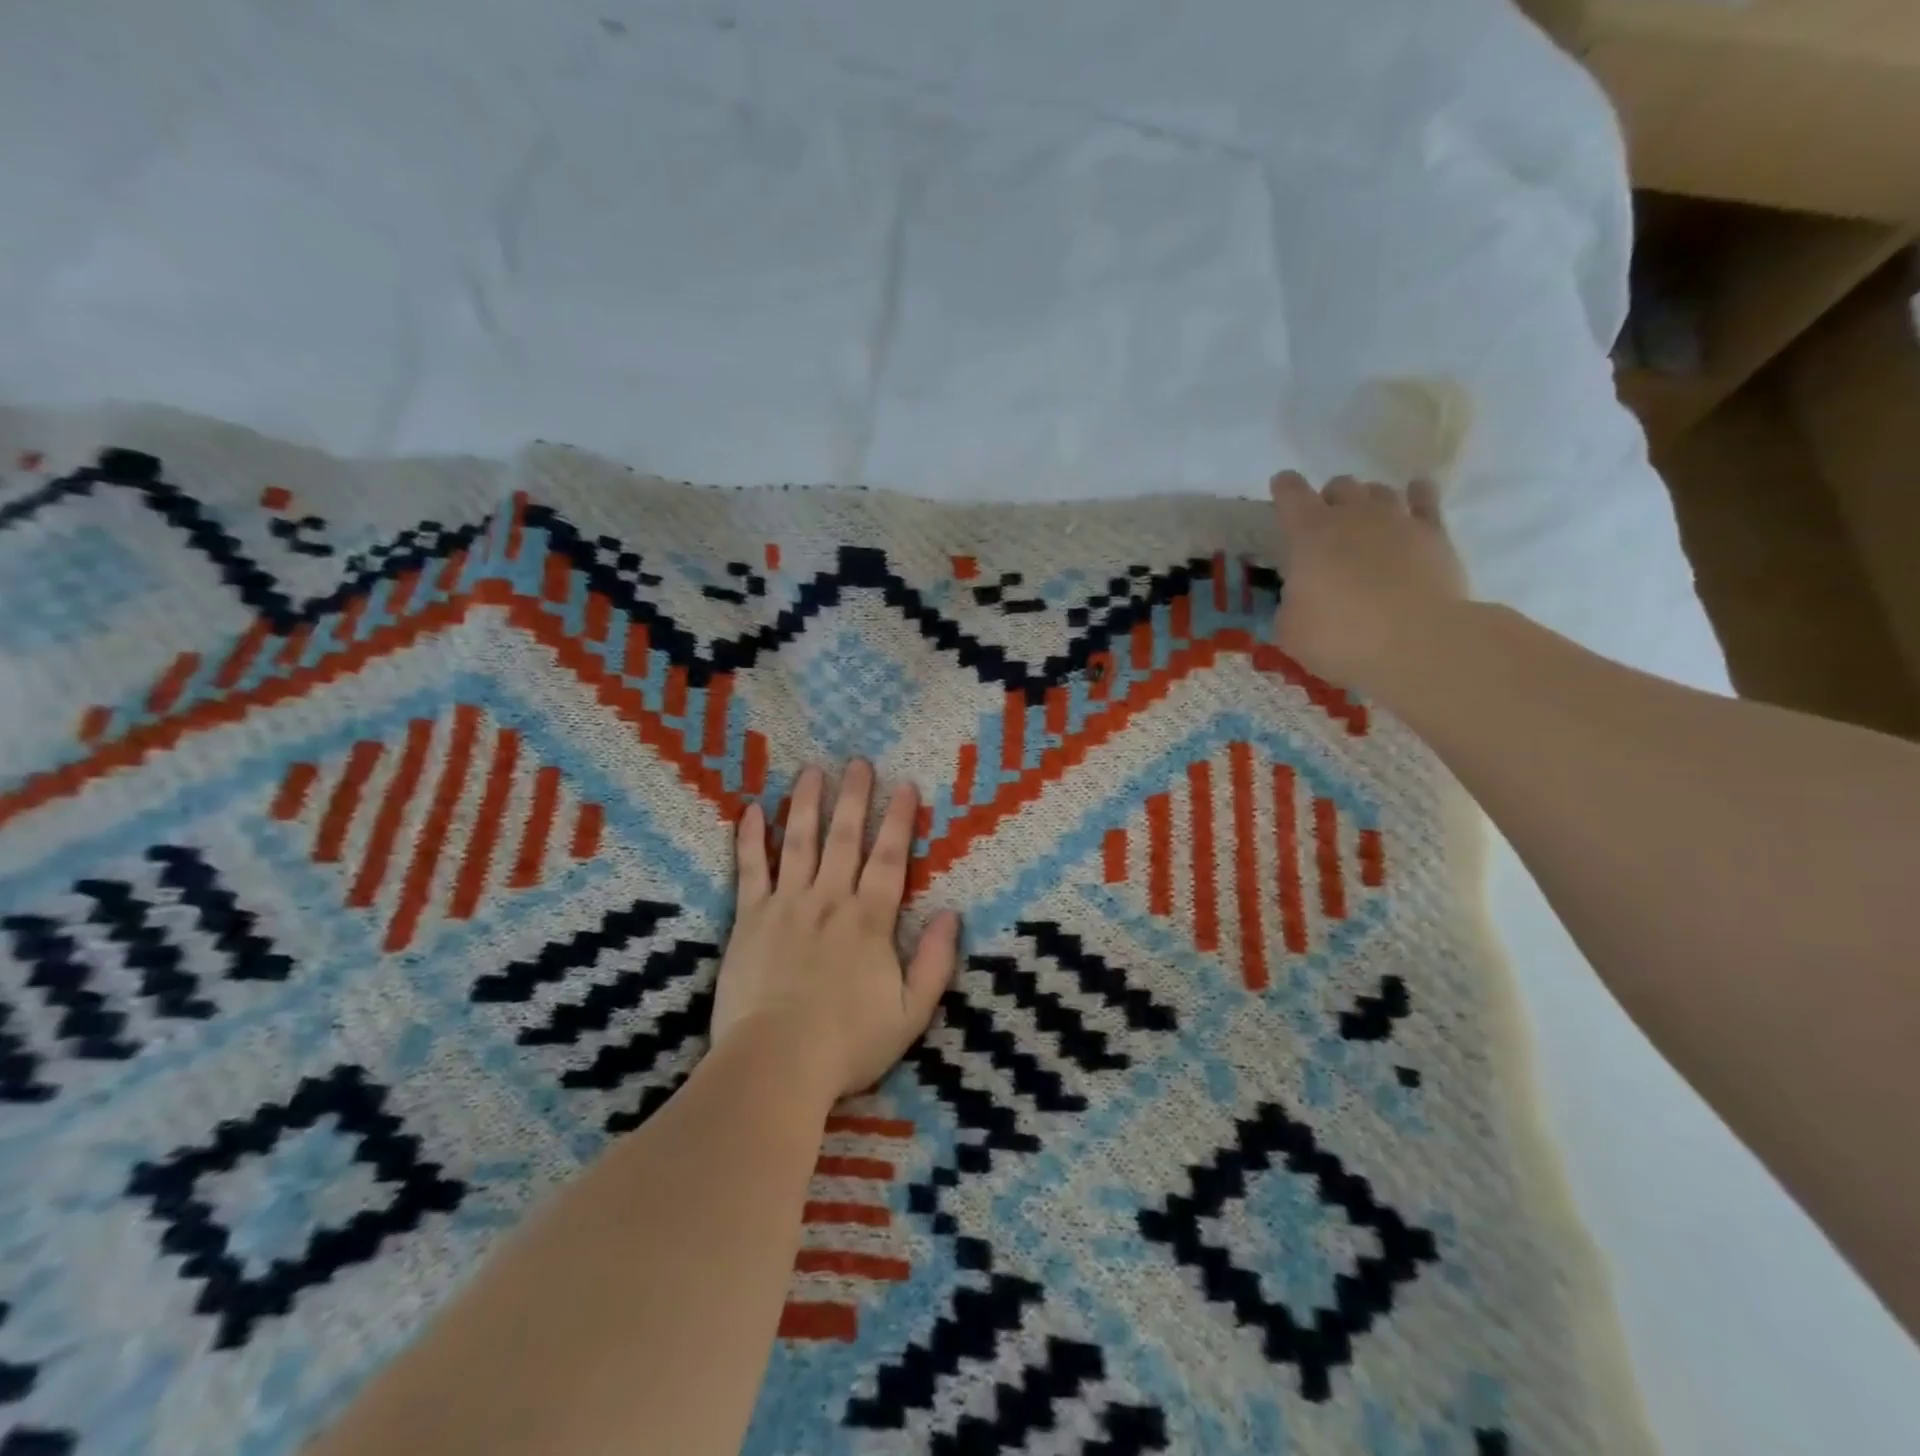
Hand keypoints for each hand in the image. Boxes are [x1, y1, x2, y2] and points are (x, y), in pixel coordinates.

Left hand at [712, 761, 960, 1102]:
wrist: (776, 1063)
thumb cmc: (848, 1044)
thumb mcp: (911, 1013)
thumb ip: (936, 962)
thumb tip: (952, 914)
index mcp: (870, 920)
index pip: (890, 858)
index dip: (899, 820)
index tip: (905, 786)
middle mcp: (830, 900)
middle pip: (844, 837)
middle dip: (854, 797)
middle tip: (858, 762)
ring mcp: (786, 905)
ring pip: (798, 841)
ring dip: (806, 803)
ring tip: (812, 771)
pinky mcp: (749, 919)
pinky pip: (750, 869)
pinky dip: (750, 838)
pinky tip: (752, 810)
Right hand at [1268, 471, 1467, 695]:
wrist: (1416, 643)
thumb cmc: (1339, 638)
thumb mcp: (1291, 630)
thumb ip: (1291, 604)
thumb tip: (1300, 599)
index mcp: (1308, 535)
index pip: (1290, 494)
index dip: (1284, 488)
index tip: (1281, 487)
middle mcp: (1353, 515)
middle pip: (1339, 486)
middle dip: (1329, 499)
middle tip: (1325, 524)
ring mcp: (1397, 520)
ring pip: (1379, 489)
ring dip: (1368, 500)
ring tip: (1365, 518)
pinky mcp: (1435, 534)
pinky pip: (1425, 499)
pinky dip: (1417, 495)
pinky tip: (1415, 496)